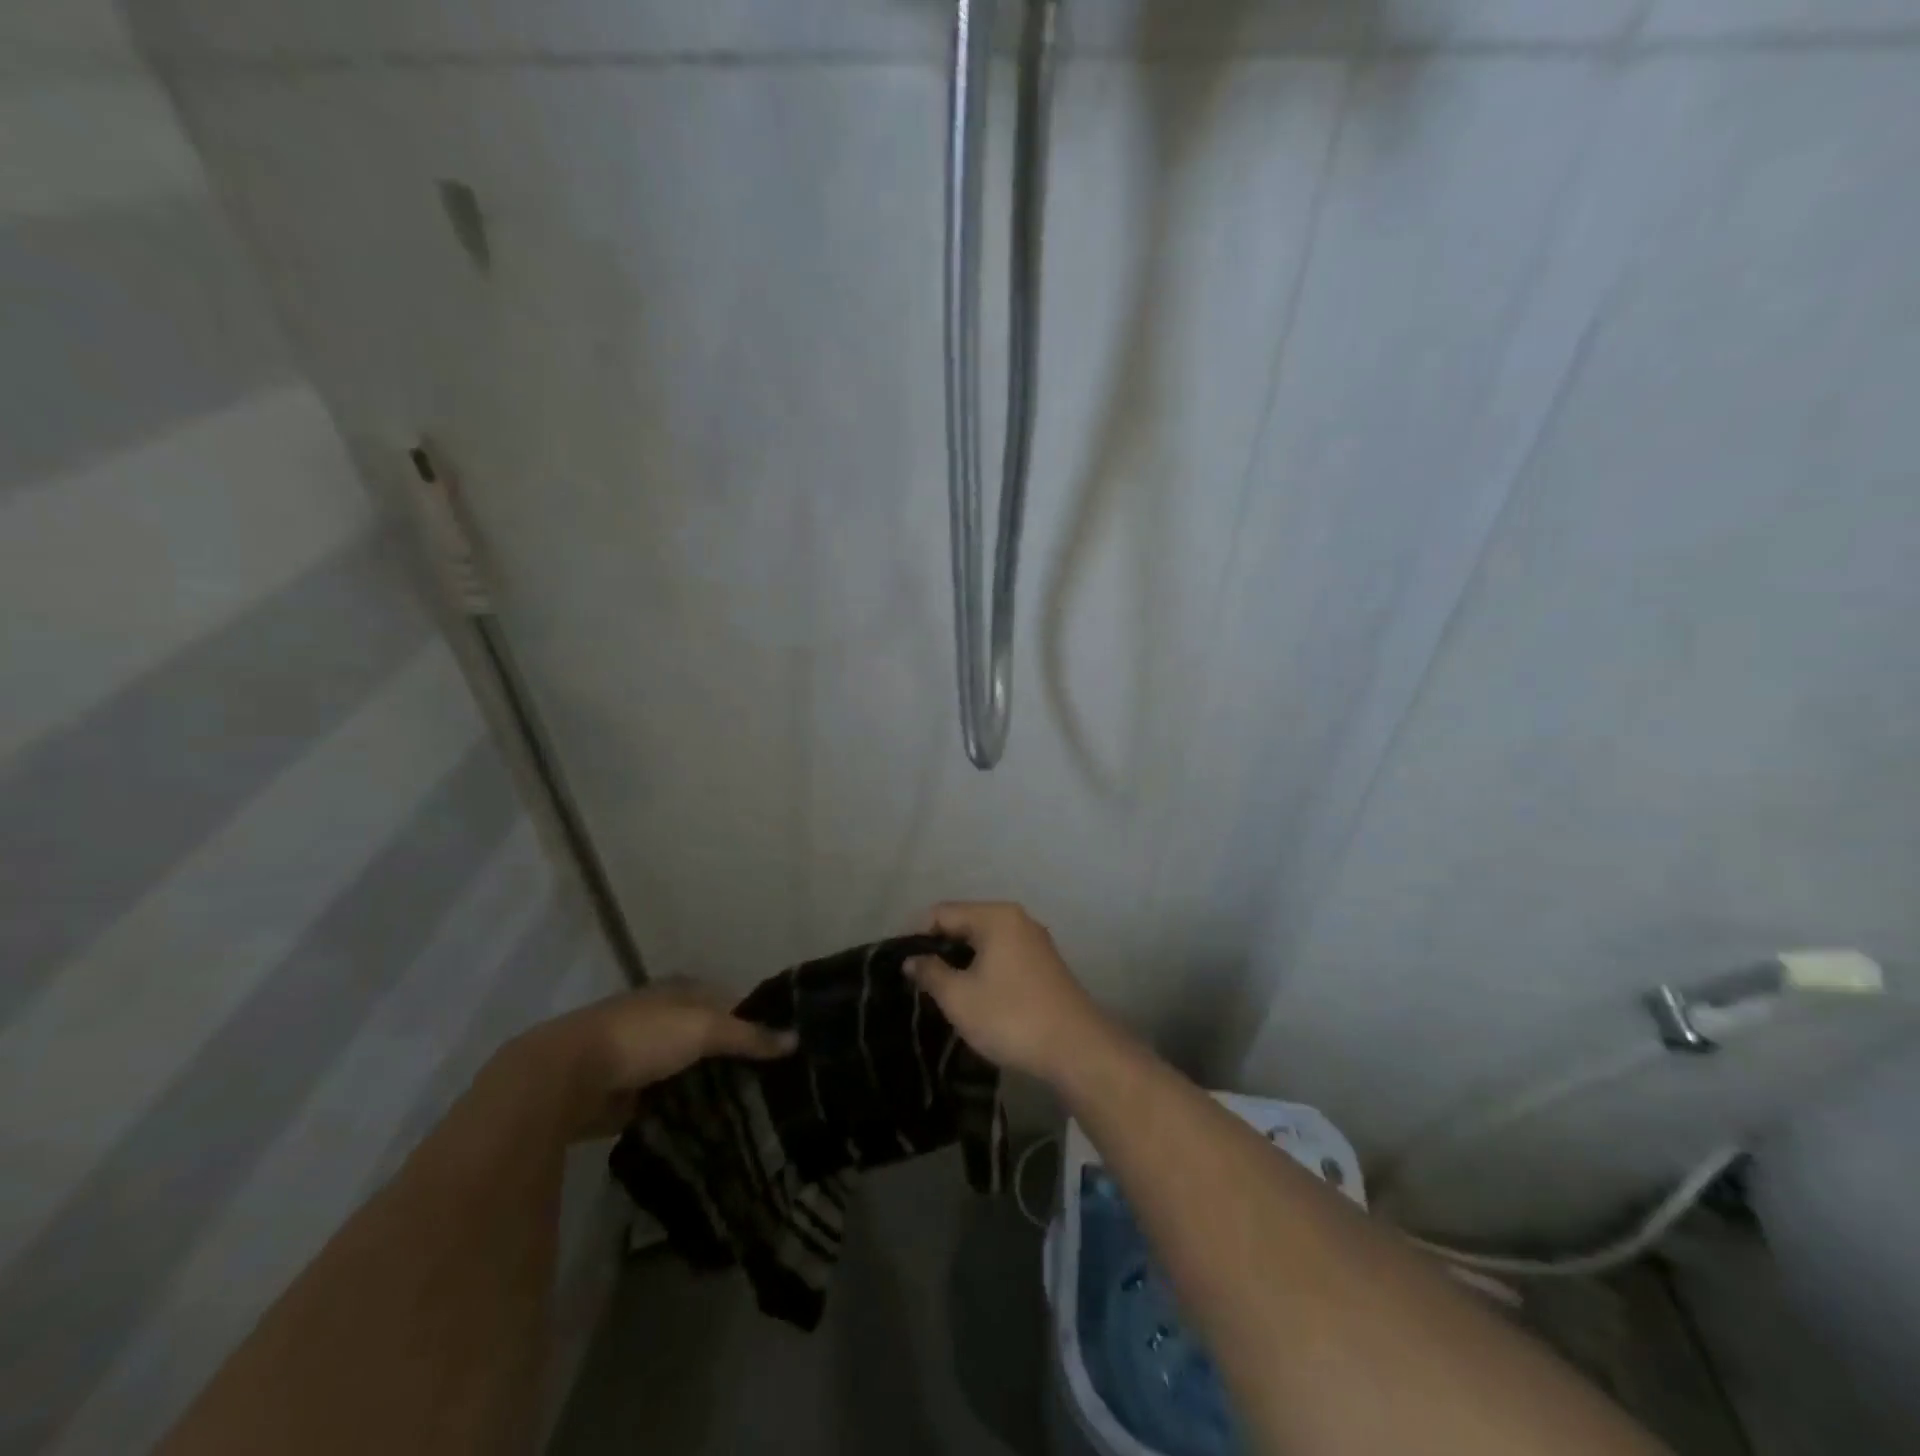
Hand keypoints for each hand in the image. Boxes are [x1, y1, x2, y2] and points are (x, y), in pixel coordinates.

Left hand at [502, 982, 795, 1139]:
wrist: (566, 1077)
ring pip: (687, 1069)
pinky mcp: (625, 1093)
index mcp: (680, 991)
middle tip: (772, 1083)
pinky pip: (665, 1101)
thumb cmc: (642, 1037)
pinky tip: (709, 1126)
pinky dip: (683, 1110)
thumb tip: (796, 1039)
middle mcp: (662, 1017)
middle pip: (708, 1035)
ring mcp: (641, 1056)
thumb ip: (749, 1035)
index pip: (728, 1000)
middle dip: (733, 1056)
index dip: (754, 1018)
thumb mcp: (704, 1028)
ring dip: (708, 1084)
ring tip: (748, 1108)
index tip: (783, 1045)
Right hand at [905, 902, 1110, 1084]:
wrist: (1076, 1048)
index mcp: (995, 916)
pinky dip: (983, 968)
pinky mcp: (1043, 963)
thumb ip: (930, 973)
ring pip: (984, 940)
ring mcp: (1034, 940)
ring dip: (961, 961)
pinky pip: (1002, 954)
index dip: (916, 936)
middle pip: (964, 923)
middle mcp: (1016, 918)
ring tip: (941, 990)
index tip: (900, 965)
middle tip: (917, 980)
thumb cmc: (1010, 1016)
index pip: (942, 912)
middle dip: (939, 948)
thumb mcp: (959, 997)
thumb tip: (911, 959)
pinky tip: (974, 994)